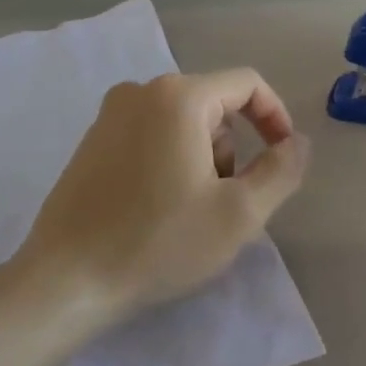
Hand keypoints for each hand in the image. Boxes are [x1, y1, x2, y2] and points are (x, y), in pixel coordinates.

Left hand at [17, 70, 308, 319]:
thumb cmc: (160, 243)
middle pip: (214, 106)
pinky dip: (170, 163)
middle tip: (226, 202)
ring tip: (189, 212)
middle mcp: (140, 92)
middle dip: (232, 149)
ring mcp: (108, 116)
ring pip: (182, 124)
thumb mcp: (240, 213)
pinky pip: (150, 136)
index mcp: (178, 97)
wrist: (68, 280)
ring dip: (202, 159)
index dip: (276, 117)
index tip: (282, 157)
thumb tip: (298, 142)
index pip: (247, 84)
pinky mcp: (91, 142)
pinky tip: (157, 210)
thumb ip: (282, 170)